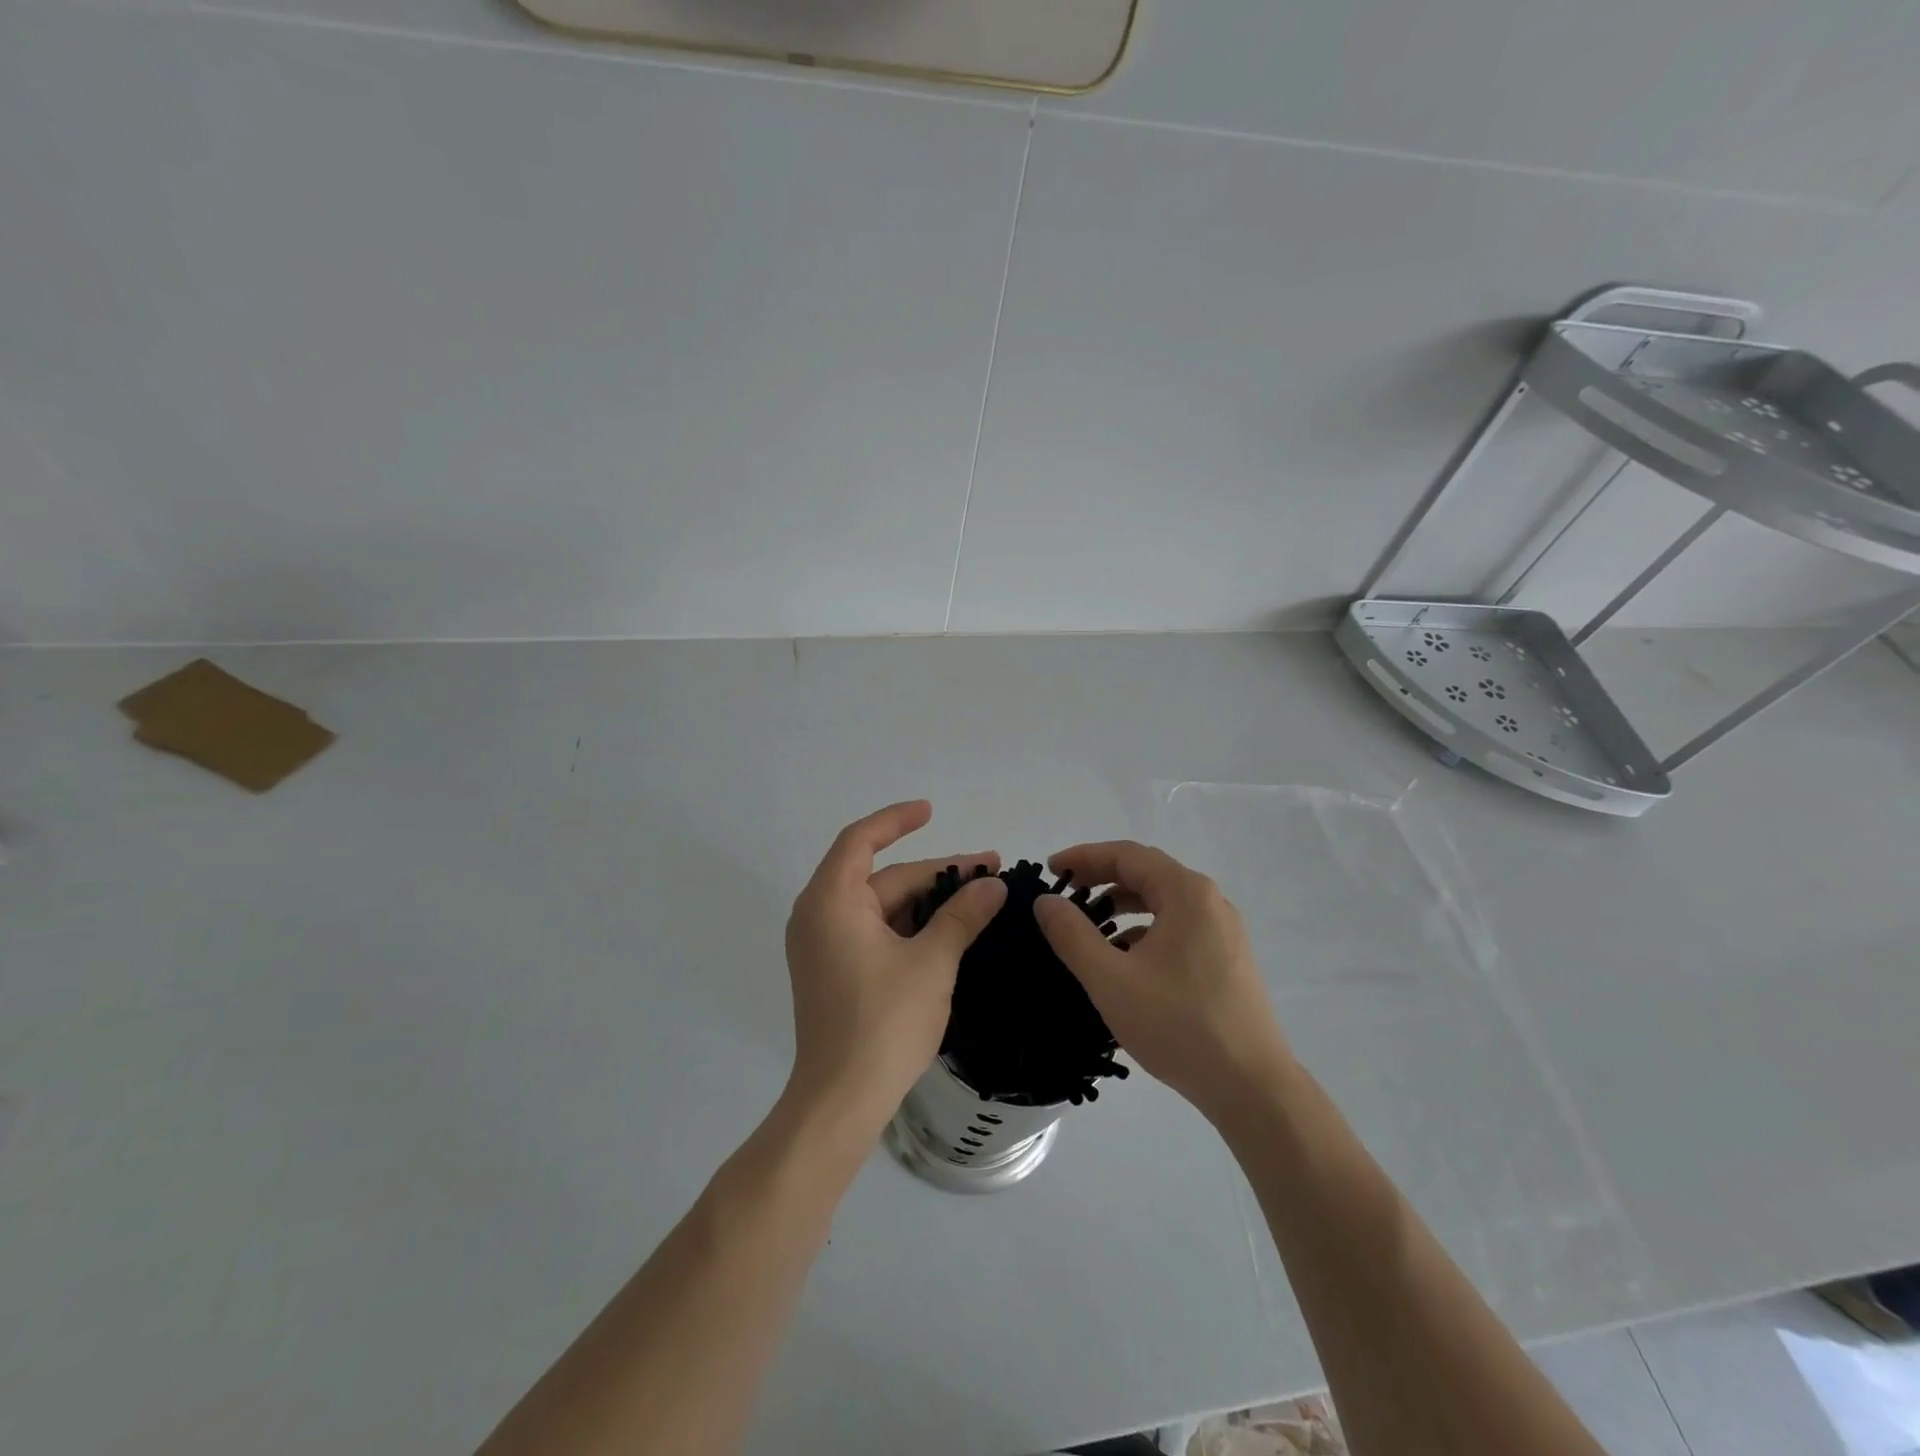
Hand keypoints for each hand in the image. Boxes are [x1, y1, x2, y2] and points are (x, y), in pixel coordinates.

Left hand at [782, 800, 1006, 1136]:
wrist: (841, 1101)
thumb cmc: (883, 1024)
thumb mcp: (932, 963)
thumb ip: (962, 916)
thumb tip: (994, 885)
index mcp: (831, 902)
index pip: (861, 840)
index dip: (896, 819)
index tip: (931, 811)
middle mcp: (819, 915)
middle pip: (881, 878)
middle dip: (935, 874)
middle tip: (989, 873)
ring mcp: (823, 946)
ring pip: (881, 907)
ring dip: (926, 902)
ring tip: (978, 900)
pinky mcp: (832, 971)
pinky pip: (873, 931)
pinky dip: (909, 926)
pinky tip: (948, 931)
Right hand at [1033, 840, 1293, 1124]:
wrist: (1252, 1087)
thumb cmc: (1178, 1025)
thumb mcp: (1111, 979)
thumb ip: (1072, 935)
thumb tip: (1046, 901)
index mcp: (1186, 893)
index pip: (1127, 855)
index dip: (1084, 857)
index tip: (1050, 869)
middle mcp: (1210, 901)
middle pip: (1147, 873)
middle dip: (1102, 877)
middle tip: (1065, 891)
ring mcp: (1223, 931)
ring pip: (1163, 901)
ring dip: (1123, 905)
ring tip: (1089, 925)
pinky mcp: (1227, 959)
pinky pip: (1178, 926)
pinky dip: (1145, 929)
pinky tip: (1125, 959)